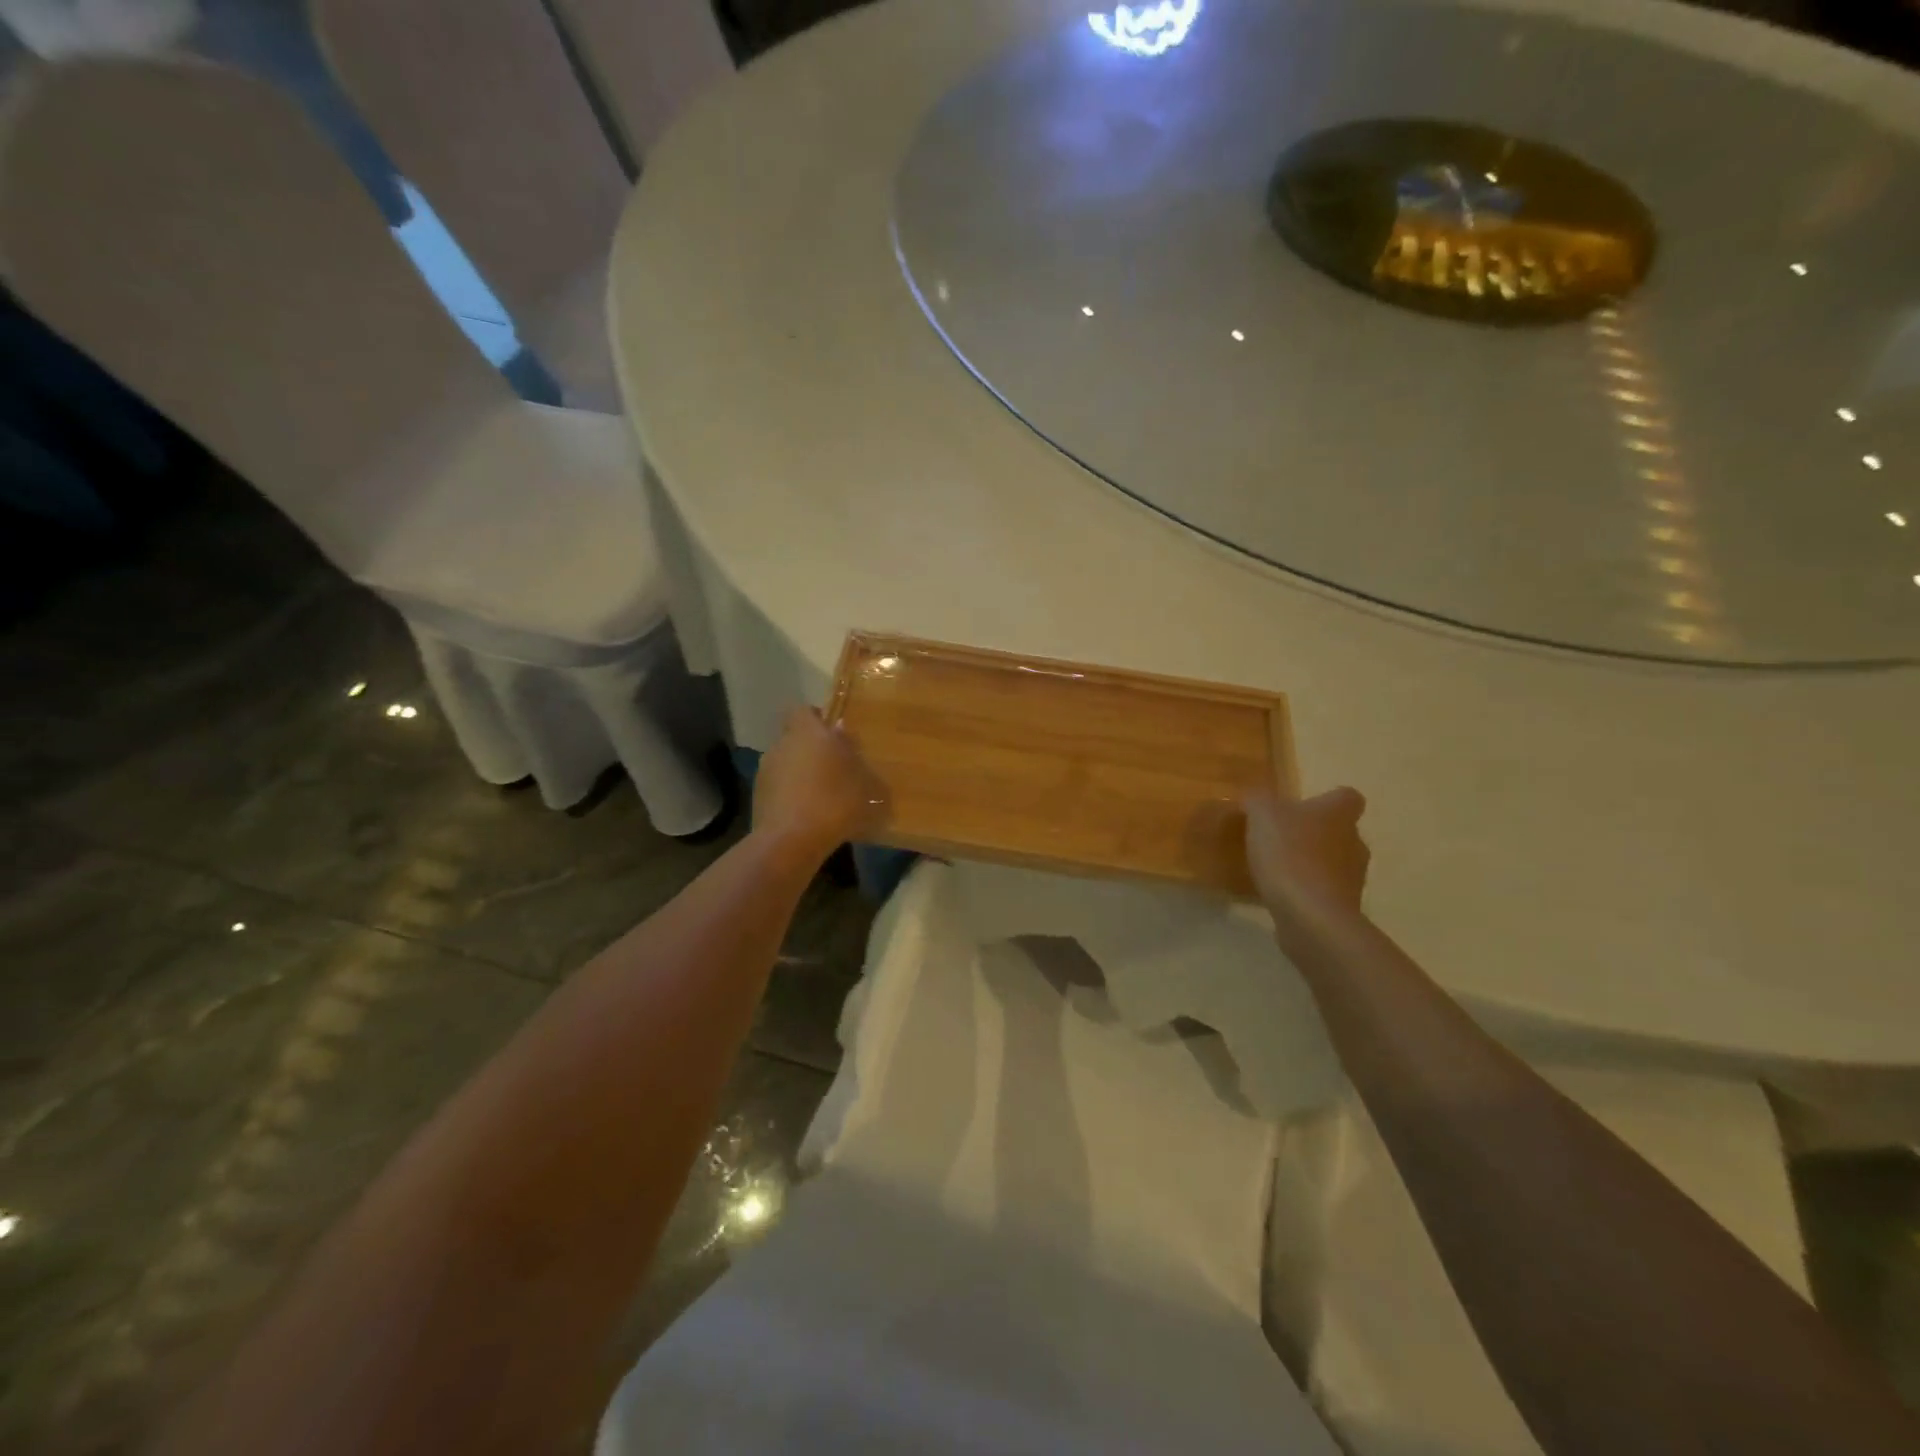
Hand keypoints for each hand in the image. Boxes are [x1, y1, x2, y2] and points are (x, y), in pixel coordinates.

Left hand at [753, 707, 888, 863]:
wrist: (791, 841)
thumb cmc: (835, 803)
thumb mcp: (865, 782)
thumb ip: (854, 754)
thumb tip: (841, 733)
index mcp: (808, 732)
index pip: (804, 711)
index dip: (817, 720)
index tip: (833, 735)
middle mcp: (782, 744)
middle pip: (795, 738)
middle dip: (812, 750)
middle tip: (834, 768)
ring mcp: (765, 771)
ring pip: (786, 764)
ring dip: (800, 774)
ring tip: (822, 796)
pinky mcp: (757, 797)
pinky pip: (779, 788)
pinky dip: (791, 796)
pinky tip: (808, 815)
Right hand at [1242, 786, 1369, 924]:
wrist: (1310, 915)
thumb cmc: (1289, 854)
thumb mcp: (1262, 814)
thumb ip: (1258, 800)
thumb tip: (1256, 798)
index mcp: (1338, 814)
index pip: (1347, 797)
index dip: (1328, 799)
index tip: (1304, 806)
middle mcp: (1355, 842)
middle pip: (1340, 832)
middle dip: (1315, 834)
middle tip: (1282, 838)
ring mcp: (1353, 879)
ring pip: (1334, 863)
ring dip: (1311, 864)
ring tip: (1278, 870)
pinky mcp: (1344, 909)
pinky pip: (1324, 893)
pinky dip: (1307, 892)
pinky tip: (1280, 896)